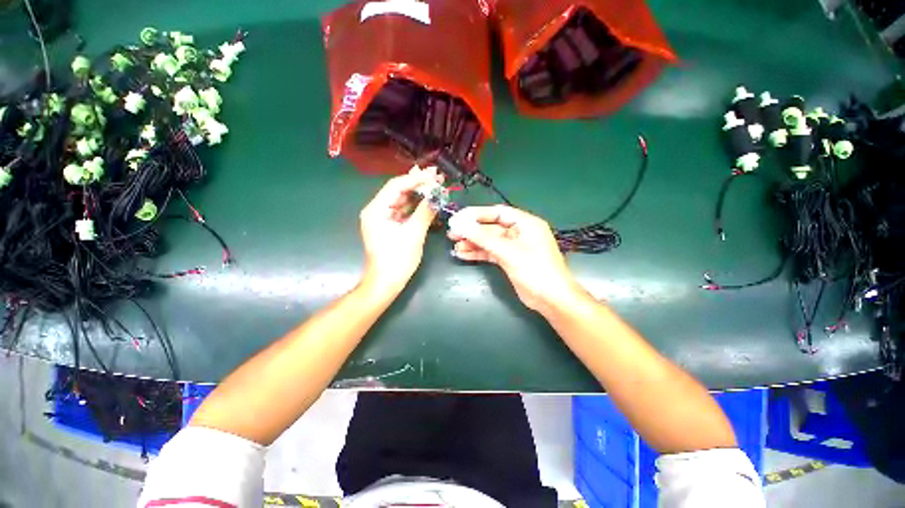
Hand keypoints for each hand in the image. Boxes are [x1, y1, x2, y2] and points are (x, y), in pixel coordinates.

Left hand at [360, 166, 442, 294]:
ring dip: (418, 193)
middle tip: (437, 175)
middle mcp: (376, 210)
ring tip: (435, 185)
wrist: (386, 283)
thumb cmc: (397, 259)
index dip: (416, 179)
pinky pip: (403, 211)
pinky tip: (427, 201)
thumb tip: (437, 195)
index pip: (397, 186)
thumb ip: (425, 212)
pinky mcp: (389, 226)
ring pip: (401, 200)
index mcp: (376, 210)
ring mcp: (382, 218)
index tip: (434, 175)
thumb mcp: (414, 234)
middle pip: (398, 190)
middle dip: (418, 183)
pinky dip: (415, 206)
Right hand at [447, 205, 581, 312]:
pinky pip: (491, 253)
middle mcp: (520, 232)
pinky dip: (478, 253)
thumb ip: (483, 238)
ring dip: (473, 243)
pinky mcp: (510, 260)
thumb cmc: (535, 271)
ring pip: (490, 241)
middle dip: (472, 231)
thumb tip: (460, 224)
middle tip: (452, 233)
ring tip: (455, 246)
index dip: (477, 214)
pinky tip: (463, 254)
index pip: (497, 212)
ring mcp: (514, 247)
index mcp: (526, 223)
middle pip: (491, 227)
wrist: (551, 300)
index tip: (458, 218)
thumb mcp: (508, 252)